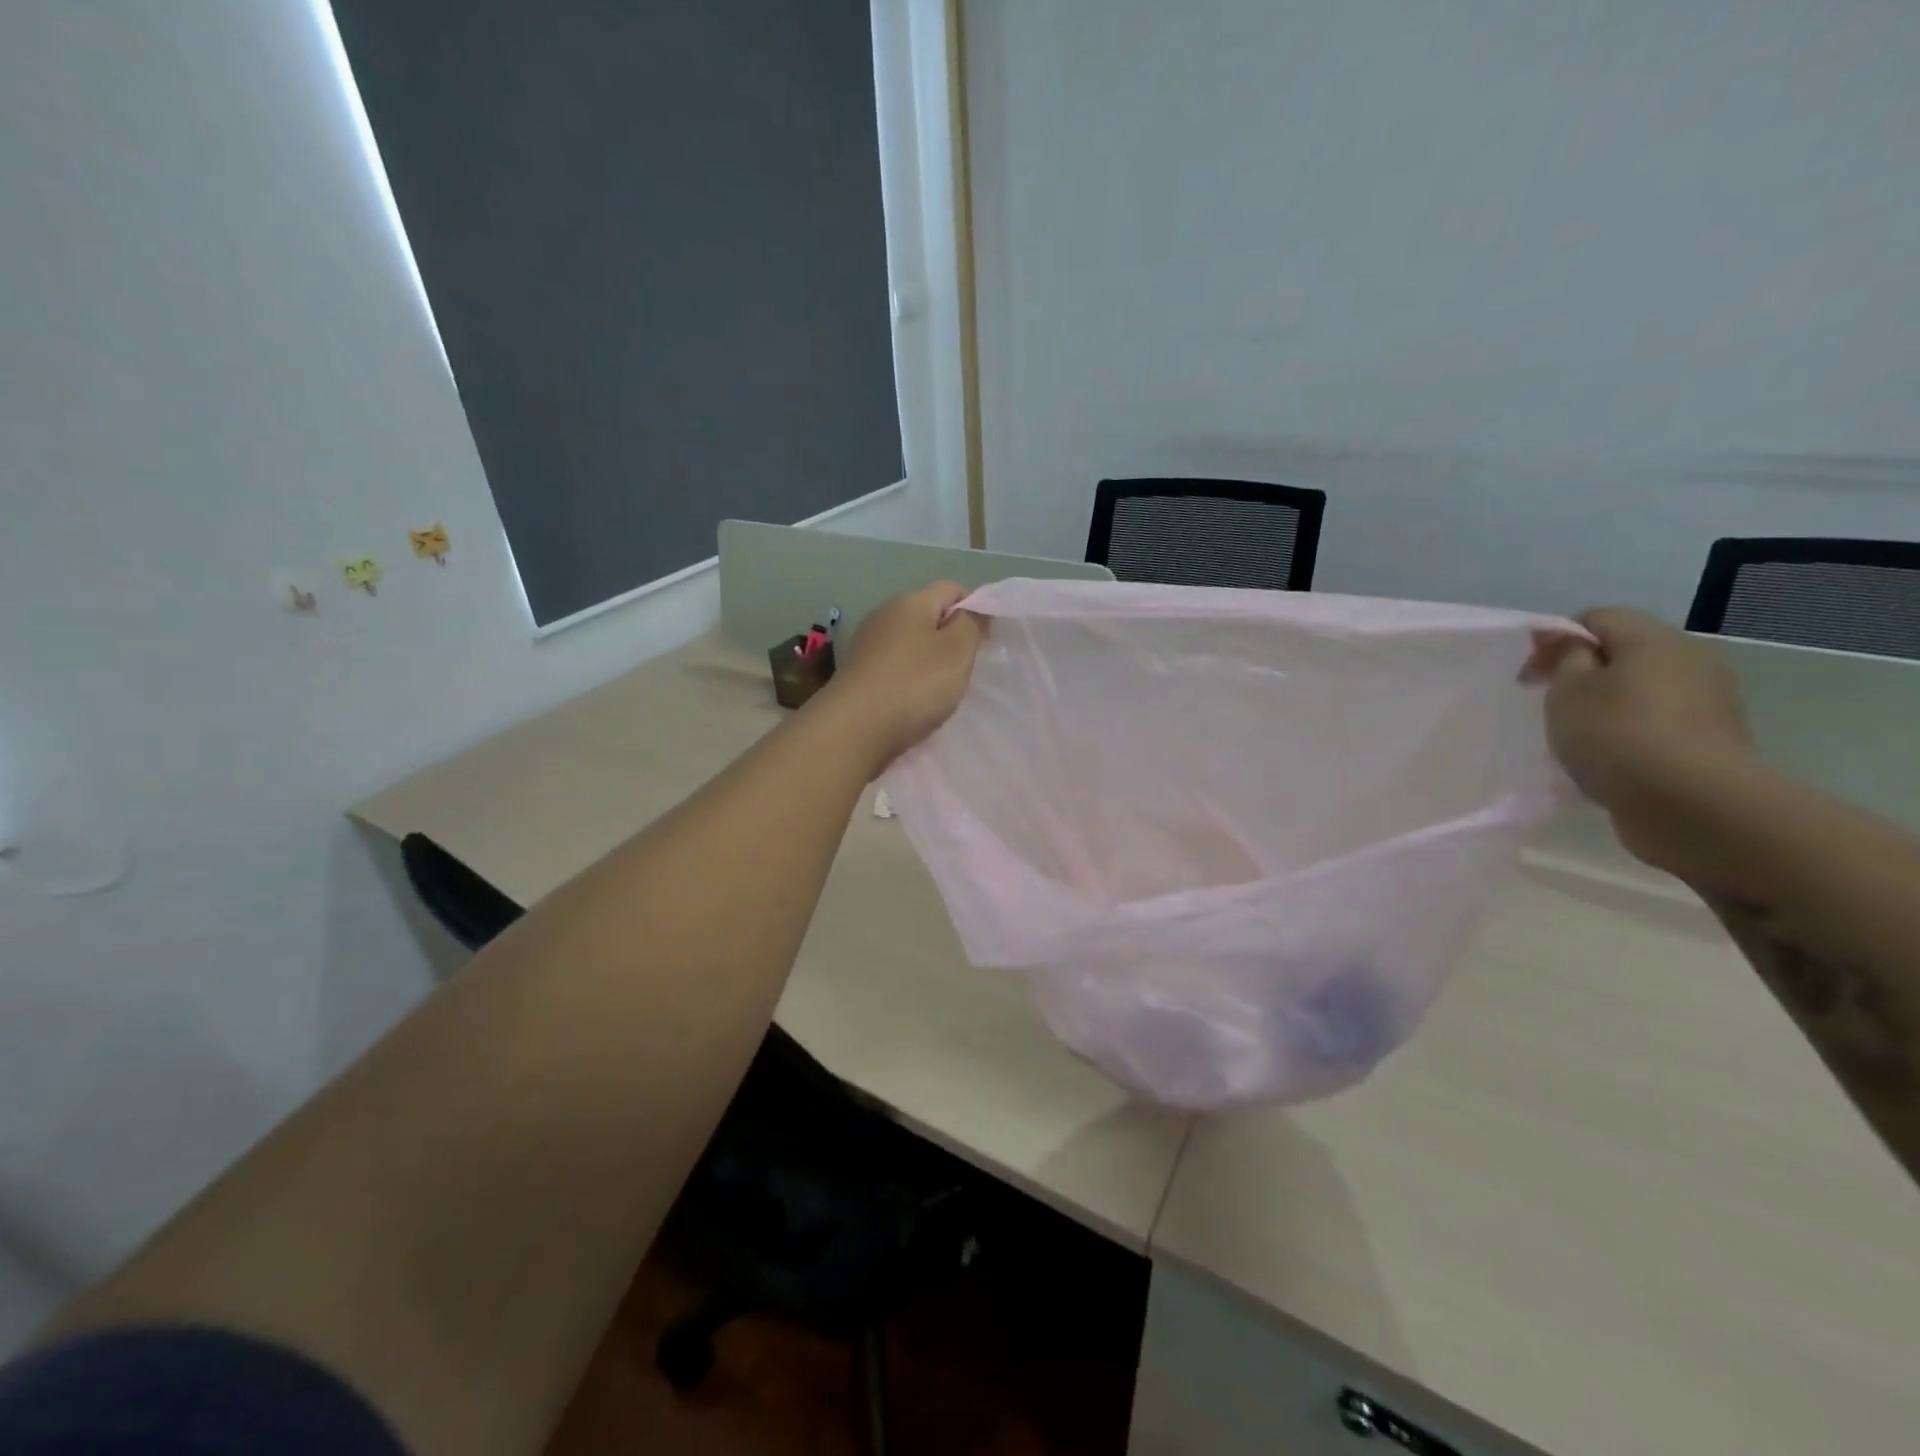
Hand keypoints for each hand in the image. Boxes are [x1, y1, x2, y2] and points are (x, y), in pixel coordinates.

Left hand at [816, 581, 985, 773]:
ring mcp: (867, 645)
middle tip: (966, 668)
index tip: (986, 640)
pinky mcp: (858, 674)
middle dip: (950, 637)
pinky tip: (914, 702)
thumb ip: (971, 624)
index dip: (974, 608)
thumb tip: (973, 608)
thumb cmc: (914, 684)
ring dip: (929, 661)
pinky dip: (909, 679)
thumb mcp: (957, 651)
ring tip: (941, 689)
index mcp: (910, 602)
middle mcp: (884, 615)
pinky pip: (894, 667)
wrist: (854, 729)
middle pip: (928, 615)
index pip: (951, 588)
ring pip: (910, 643)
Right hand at [1526, 607, 1755, 869]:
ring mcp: (1710, 700)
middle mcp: (1691, 658)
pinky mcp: (1715, 739)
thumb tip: (1569, 641)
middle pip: (1625, 652)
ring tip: (1579, 737)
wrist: (1692, 804)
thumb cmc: (1616, 735)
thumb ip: (1564, 657)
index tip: (1529, 677)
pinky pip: (1661, 722)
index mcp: (1654, 638)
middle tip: (1551, 706)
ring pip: (1644, 689)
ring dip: (1609, 705)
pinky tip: (1611, 759)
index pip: (1597, 618)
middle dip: (1585, 673)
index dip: (1556, 640)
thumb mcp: (1567, 690)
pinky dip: (1632, 732)